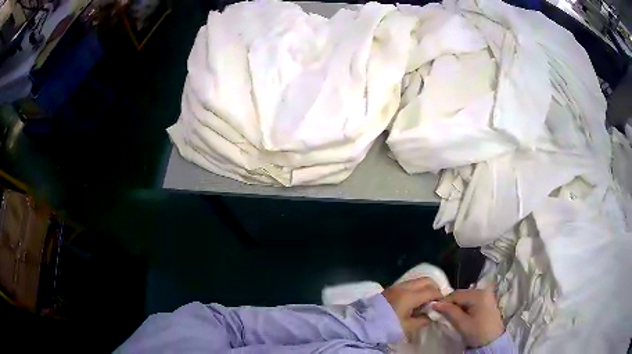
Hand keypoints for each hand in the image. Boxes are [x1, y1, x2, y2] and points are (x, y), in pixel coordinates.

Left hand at [382, 278, 441, 340]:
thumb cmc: (387, 326)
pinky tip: (415, 301)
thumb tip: (431, 315)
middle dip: (434, 288)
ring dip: (425, 288)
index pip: (432, 291)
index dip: (440, 297)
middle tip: (436, 301)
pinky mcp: (391, 288)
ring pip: (417, 281)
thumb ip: (422, 320)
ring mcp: (397, 286)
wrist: (363, 323)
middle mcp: (404, 287)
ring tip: (425, 302)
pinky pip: (409, 284)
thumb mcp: (407, 327)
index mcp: (410, 296)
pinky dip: (416, 289)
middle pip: (426, 280)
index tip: (443, 304)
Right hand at [432, 289, 503, 347]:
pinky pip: (472, 300)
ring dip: (458, 305)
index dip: (444, 301)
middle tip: (442, 314)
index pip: (456, 294)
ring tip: (452, 316)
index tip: (434, 310)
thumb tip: (435, 303)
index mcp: (479, 294)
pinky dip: (465, 306)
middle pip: (462, 294)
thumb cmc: (477, 332)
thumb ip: (449, 311)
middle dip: (451, 303)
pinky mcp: (488, 300)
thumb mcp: (462, 323)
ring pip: (466, 297)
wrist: (493, 341)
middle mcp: (484, 290)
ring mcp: (487, 295)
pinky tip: (462, 315)